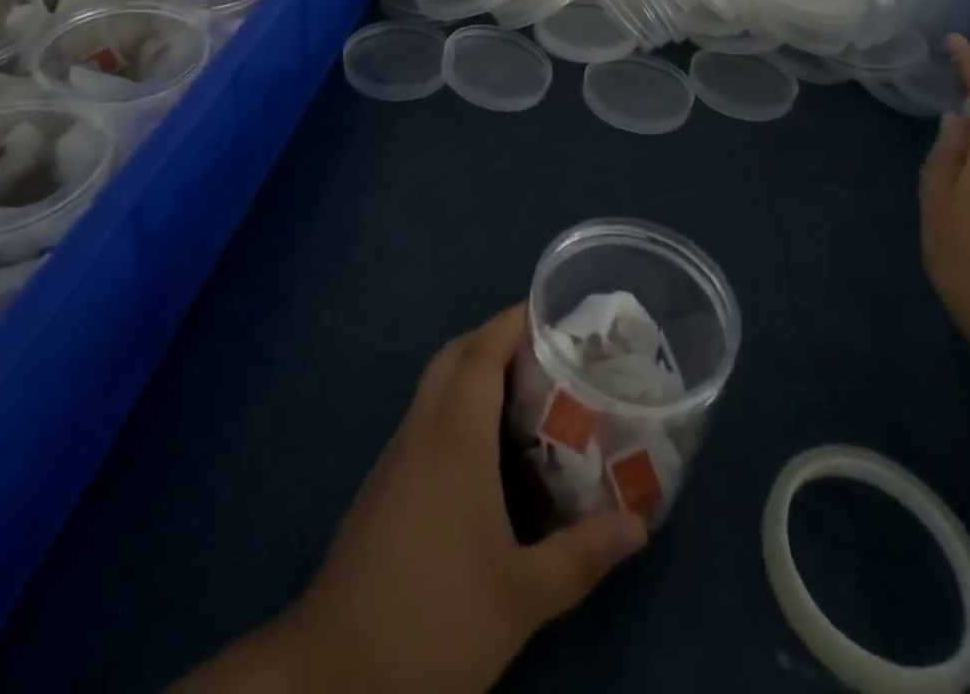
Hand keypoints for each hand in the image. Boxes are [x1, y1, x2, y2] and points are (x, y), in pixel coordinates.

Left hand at [186, 306, 646, 693]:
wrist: (330, 674)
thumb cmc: (432, 622)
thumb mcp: (521, 598)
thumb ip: (582, 555)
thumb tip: (639, 524)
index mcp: (453, 439)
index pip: (480, 352)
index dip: (513, 322)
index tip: (551, 312)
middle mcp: (420, 431)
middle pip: (454, 356)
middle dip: (496, 338)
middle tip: (545, 351)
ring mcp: (396, 456)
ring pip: (436, 385)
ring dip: (475, 369)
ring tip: (526, 392)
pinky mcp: (384, 484)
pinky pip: (426, 417)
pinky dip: (458, 404)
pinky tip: (486, 450)